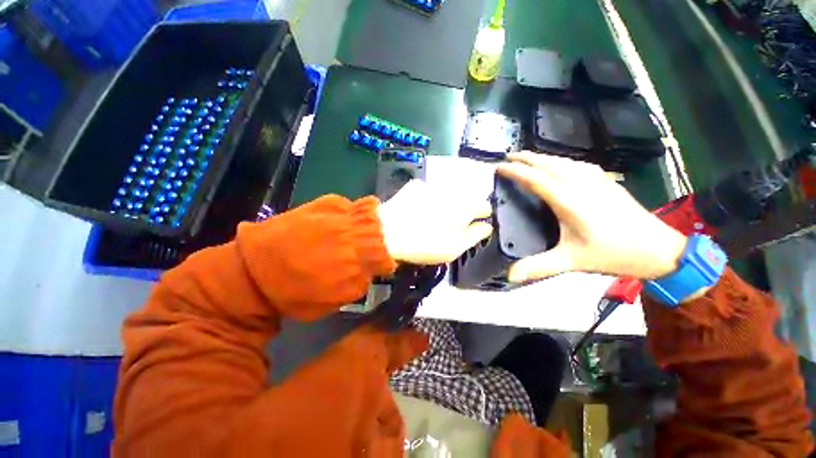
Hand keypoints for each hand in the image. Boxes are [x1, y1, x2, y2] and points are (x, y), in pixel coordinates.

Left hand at [377, 179, 492, 264]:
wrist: (388, 233)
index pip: (484, 206)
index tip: (477, 223)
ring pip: (447, 194)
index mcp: (464, 207)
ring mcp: (432, 186)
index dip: (483, 215)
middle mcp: (451, 192)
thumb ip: (474, 236)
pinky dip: (427, 198)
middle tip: (451, 224)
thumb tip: (487, 227)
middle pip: (465, 198)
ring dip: (445, 203)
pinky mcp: (415, 186)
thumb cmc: (424, 244)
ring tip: (433, 217)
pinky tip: (418, 208)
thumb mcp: (453, 248)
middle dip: (463, 209)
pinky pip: (428, 191)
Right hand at [496, 152, 687, 281]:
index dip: (514, 171)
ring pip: (562, 161)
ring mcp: (596, 180)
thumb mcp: (572, 262)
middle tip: (508, 157)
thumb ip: (538, 266)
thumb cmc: (613, 254)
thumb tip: (510, 275)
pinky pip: (576, 164)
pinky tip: (558, 165)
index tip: (498, 167)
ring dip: (542, 157)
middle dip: (526, 158)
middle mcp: (580, 184)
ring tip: (527, 158)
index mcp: (568, 201)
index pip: (535, 178)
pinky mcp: (606, 181)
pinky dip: (559, 161)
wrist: (658, 248)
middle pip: (548, 164)